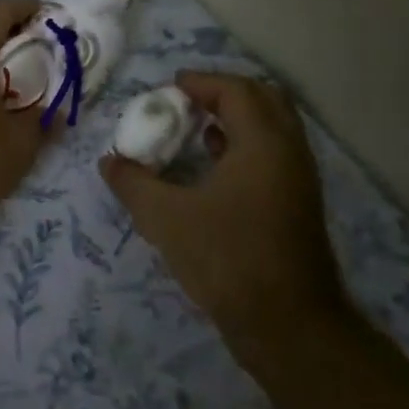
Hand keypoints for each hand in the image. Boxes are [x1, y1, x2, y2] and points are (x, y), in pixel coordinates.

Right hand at [101, 72, 340, 331]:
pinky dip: (245, 144)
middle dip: (224, 93)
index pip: (236, 90)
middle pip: (263, 99)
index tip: (168, 89)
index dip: (201, 82)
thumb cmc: (227, 259)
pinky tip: (214, 166)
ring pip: (272, 128)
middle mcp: (289, 152)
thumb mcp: (165, 219)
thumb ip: (133, 183)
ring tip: (196, 129)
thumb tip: (109, 162)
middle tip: (186, 102)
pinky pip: (274, 153)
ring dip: (236, 119)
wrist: (288, 326)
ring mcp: (299, 179)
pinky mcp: (298, 204)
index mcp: (263, 144)